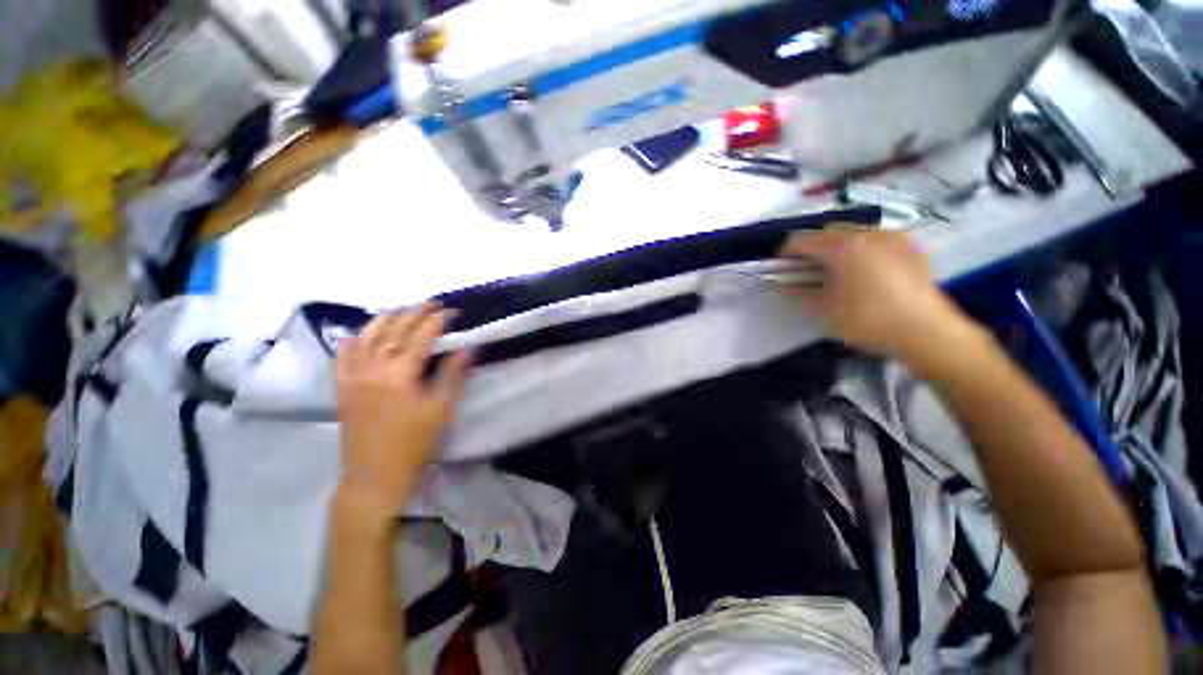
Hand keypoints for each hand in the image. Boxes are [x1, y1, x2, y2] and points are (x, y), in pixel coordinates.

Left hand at [335, 304, 471, 517]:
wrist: (374, 475)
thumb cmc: (414, 443)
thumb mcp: (441, 409)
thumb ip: (453, 375)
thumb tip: (467, 348)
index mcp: (401, 374)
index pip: (421, 337)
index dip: (437, 321)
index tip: (451, 311)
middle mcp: (373, 369)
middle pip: (394, 331)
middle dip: (414, 313)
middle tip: (432, 304)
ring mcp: (353, 377)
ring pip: (366, 338)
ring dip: (384, 320)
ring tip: (400, 309)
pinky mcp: (342, 389)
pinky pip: (342, 358)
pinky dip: (351, 342)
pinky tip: (356, 335)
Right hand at [778, 226, 969, 361]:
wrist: (928, 333)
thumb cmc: (869, 321)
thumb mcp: (824, 311)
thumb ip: (799, 293)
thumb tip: (784, 284)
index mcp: (842, 247)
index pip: (801, 240)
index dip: (785, 253)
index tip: (779, 268)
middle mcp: (866, 233)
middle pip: (827, 231)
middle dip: (811, 248)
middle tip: (805, 271)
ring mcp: (892, 237)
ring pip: (853, 232)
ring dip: (836, 246)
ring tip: (835, 270)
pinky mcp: (909, 246)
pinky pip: (875, 239)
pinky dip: (860, 248)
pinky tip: (864, 270)